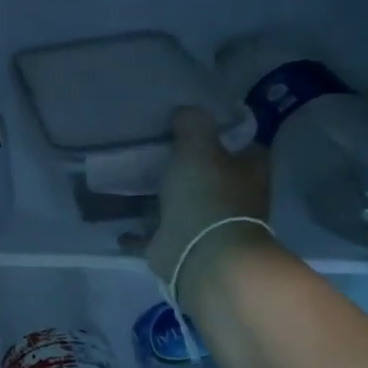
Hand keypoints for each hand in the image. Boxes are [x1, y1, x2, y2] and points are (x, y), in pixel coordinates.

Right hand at [143, 107, 271, 285]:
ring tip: (131, 176)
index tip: (190, 122)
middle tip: (155, 144)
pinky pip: (155, 231)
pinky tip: (119, 219)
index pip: (241, 143)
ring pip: (183, 201)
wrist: (202, 256)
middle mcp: (233, 196)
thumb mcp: (199, 148)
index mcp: (248, 171)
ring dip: (162, 194)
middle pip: (210, 172)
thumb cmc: (208, 196)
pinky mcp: (181, 244)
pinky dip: (138, 229)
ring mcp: (207, 223)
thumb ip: (193, 125)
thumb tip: (186, 111)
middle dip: (188, 163)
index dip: (219, 131)